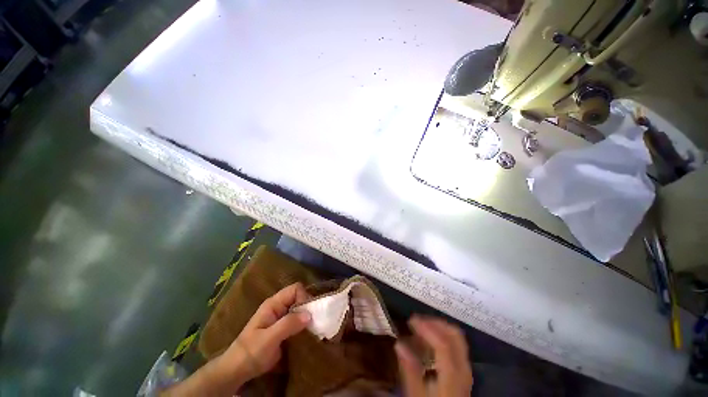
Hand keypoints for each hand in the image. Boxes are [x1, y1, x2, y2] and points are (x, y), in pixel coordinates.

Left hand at [222, 283, 311, 383]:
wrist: (237, 371)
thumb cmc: (250, 352)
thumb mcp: (269, 338)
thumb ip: (288, 324)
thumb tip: (309, 314)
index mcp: (274, 304)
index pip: (295, 289)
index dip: (304, 297)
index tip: (308, 314)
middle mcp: (279, 307)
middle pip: (299, 298)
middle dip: (308, 308)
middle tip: (315, 323)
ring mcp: (281, 318)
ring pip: (300, 310)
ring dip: (307, 318)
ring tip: (314, 330)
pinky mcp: (284, 329)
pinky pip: (298, 321)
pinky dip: (304, 326)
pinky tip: (308, 335)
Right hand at [395, 316, 472, 396]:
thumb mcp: (417, 394)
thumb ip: (409, 370)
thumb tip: (398, 344)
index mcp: (453, 373)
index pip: (443, 342)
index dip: (426, 328)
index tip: (410, 321)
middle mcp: (463, 366)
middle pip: (453, 333)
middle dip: (434, 323)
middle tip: (416, 322)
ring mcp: (465, 367)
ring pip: (455, 337)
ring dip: (437, 328)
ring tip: (420, 330)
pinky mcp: (462, 369)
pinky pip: (455, 344)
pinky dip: (441, 336)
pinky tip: (428, 342)